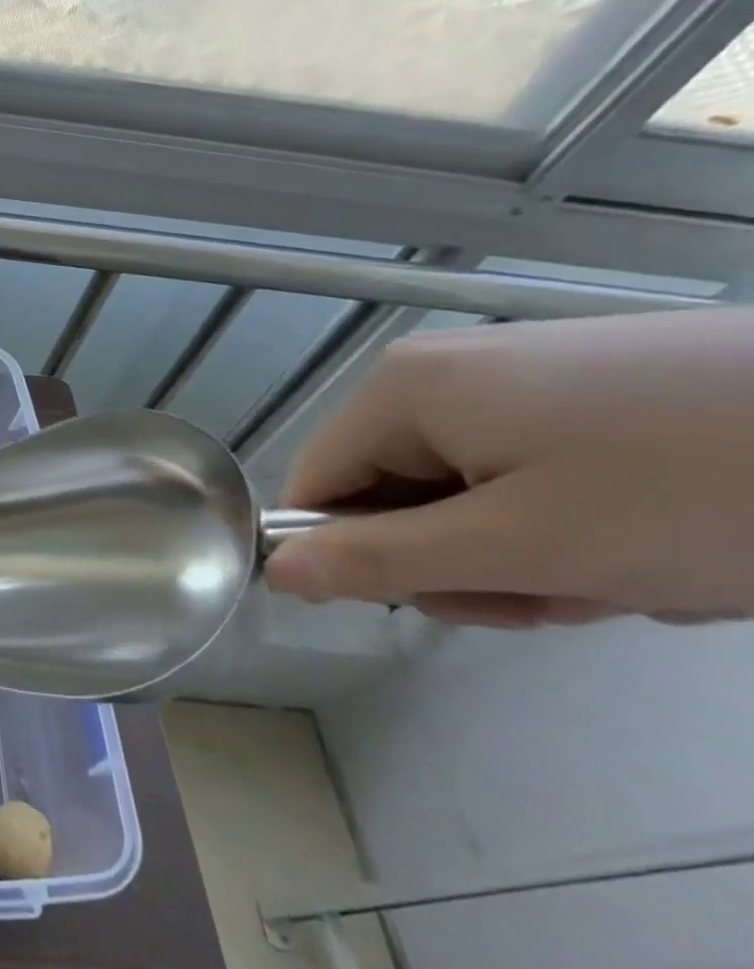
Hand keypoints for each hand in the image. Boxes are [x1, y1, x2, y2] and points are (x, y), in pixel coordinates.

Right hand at [262, 309, 753, 627]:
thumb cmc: (694, 490)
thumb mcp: (522, 545)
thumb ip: (382, 561)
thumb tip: (275, 572)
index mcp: (404, 390)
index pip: (317, 485)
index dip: (361, 553)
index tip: (451, 597)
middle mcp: (445, 371)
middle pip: (397, 492)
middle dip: (471, 560)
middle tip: (560, 593)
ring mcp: (521, 377)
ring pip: (470, 493)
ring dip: (534, 553)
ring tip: (631, 574)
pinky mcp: (588, 391)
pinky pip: (531, 473)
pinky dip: (578, 523)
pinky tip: (658, 541)